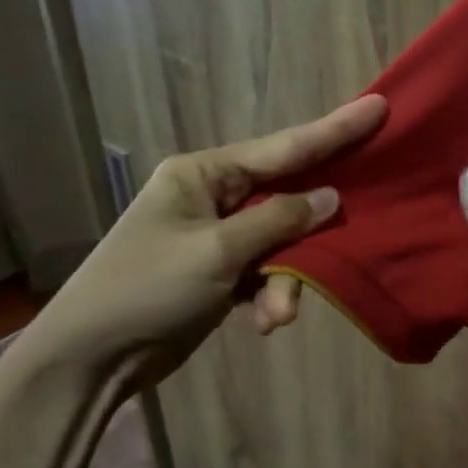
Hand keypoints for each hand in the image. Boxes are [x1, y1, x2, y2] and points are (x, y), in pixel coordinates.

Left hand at [28, 95, 386, 378]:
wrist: (89, 359)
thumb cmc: (147, 290)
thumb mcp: (217, 252)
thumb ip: (278, 221)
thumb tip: (330, 198)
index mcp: (203, 173)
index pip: (283, 147)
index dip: (334, 131)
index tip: (378, 107)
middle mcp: (212, 196)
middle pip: (286, 198)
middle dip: (309, 233)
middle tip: (352, 235)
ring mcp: (216, 235)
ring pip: (280, 243)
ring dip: (285, 280)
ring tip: (276, 315)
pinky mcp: (219, 272)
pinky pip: (264, 272)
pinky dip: (268, 296)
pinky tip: (263, 323)